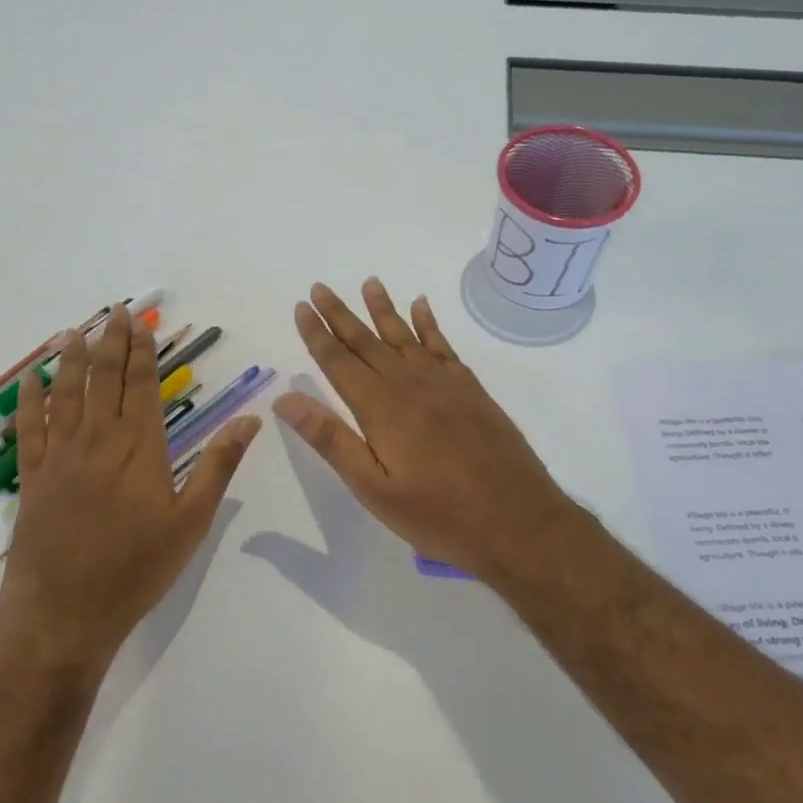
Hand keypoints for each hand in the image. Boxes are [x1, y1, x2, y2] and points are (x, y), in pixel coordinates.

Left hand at [0, 306, 260, 669]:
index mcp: (140, 449)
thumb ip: (218, 466)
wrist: (64, 612)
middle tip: (115, 313)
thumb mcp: (191, 521)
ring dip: (70, 360)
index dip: (143, 354)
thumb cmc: (137, 569)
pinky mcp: (33, 479)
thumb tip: (251, 420)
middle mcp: (98, 442)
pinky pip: (29, 429)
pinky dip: (28, 401)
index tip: (142, 325)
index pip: (143, 388)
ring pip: (66, 395)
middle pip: (105, 381)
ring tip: (74, 332)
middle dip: (111, 344)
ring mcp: (60, 458)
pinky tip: (28, 380)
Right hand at [273, 279, 584, 587]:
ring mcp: (445, 383)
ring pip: (405, 336)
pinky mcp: (471, 390)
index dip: (317, 334)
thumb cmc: (438, 514)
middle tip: (319, 286)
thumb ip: (331, 440)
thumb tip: (286, 399)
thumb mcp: (374, 488)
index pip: (339, 362)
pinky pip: (443, 346)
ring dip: (384, 309)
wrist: (517, 520)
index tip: (301, 307)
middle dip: (341, 315)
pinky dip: (429, 324)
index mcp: (381, 408)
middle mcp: (410, 384)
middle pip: (368, 341)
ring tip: (369, 282)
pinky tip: (421, 306)